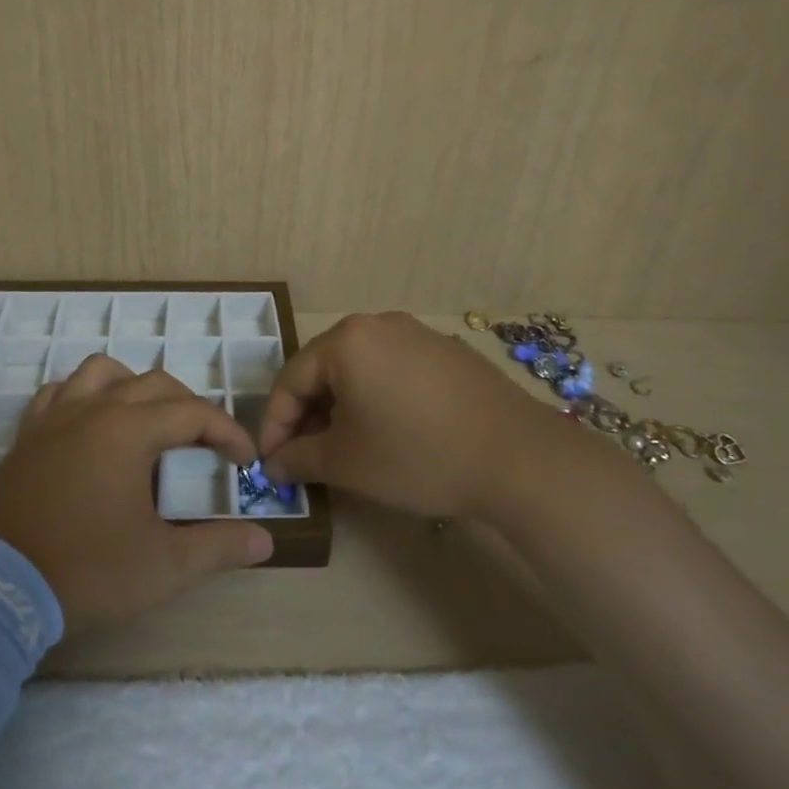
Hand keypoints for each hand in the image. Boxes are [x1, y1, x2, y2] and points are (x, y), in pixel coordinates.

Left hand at [0, 356, 274, 631]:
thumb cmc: (86, 570)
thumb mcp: (163, 566)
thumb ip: (218, 547)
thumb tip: (265, 540)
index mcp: (130, 430)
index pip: (194, 412)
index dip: (227, 432)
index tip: (245, 461)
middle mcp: (94, 409)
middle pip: (155, 384)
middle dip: (189, 407)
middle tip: (204, 444)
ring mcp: (55, 417)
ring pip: (103, 371)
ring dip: (134, 386)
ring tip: (147, 420)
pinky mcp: (27, 434)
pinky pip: (59, 392)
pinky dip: (83, 395)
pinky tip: (90, 423)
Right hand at [258, 312, 567, 519]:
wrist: (518, 458)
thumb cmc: (417, 454)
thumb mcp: (347, 462)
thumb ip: (300, 458)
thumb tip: (274, 464)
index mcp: (346, 340)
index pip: (291, 379)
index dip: (274, 424)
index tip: (270, 462)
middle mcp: (378, 324)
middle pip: (325, 369)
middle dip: (308, 415)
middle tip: (304, 457)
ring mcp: (417, 334)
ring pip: (360, 369)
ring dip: (342, 407)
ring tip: (343, 448)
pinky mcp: (447, 351)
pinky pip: (394, 370)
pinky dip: (377, 398)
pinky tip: (389, 432)